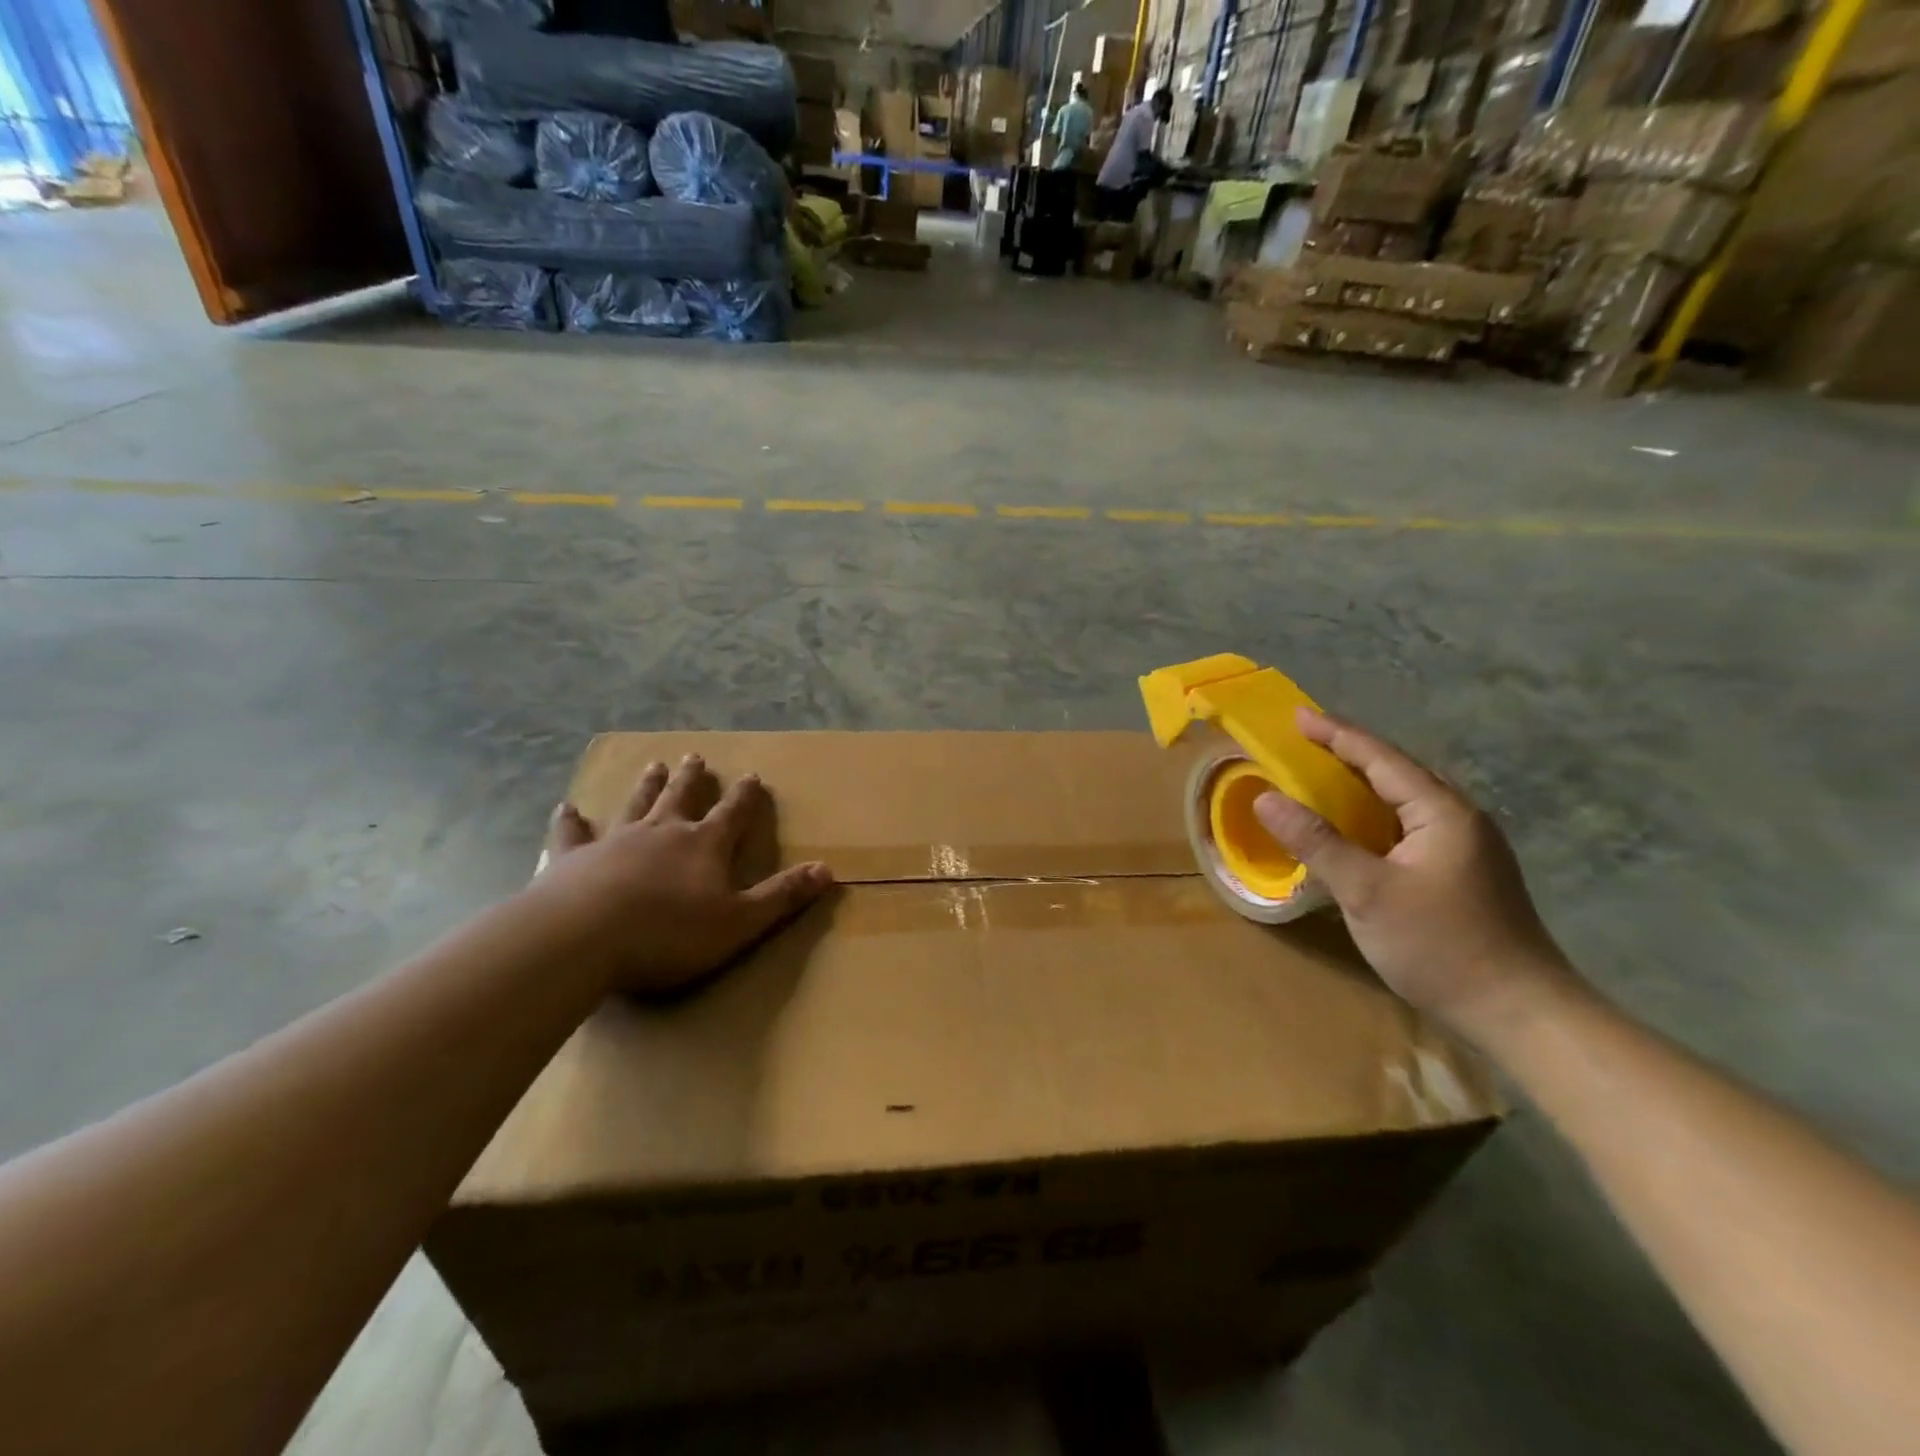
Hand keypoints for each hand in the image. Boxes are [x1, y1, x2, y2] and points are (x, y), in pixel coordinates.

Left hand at [528, 754, 832, 996]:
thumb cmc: (668, 934)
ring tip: (654, 765)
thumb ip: (781, 896)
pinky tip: (567, 808)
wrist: (582, 939)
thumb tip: (826, 870)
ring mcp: (614, 841)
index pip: (732, 813)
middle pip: (681, 798)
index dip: (745, 796)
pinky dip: (571, 821)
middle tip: (695, 757)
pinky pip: (573, 833)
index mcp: (704, 845)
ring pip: (636, 805)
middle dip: (692, 779)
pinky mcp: (572, 858)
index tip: (752, 775)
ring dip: (647, 786)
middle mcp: (662, 832)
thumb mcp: (739, 922)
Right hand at [1253, 708, 1580, 1045]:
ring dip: (1362, 784)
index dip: (1336, 734)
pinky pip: (1409, 826)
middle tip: (1304, 742)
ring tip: (1322, 776)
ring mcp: (1467, 847)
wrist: (1520, 1014)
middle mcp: (1460, 819)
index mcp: (1442, 812)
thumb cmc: (1441, 946)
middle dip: (1348, 753)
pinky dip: (1374, 815)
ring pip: (1405, 800)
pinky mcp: (1464, 873)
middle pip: (1397, 771)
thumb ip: (1316, 842)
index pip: (1381, 758)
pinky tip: (1356, 829)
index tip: (1296, 715)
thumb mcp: (1368, 892)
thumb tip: (1265, 797)